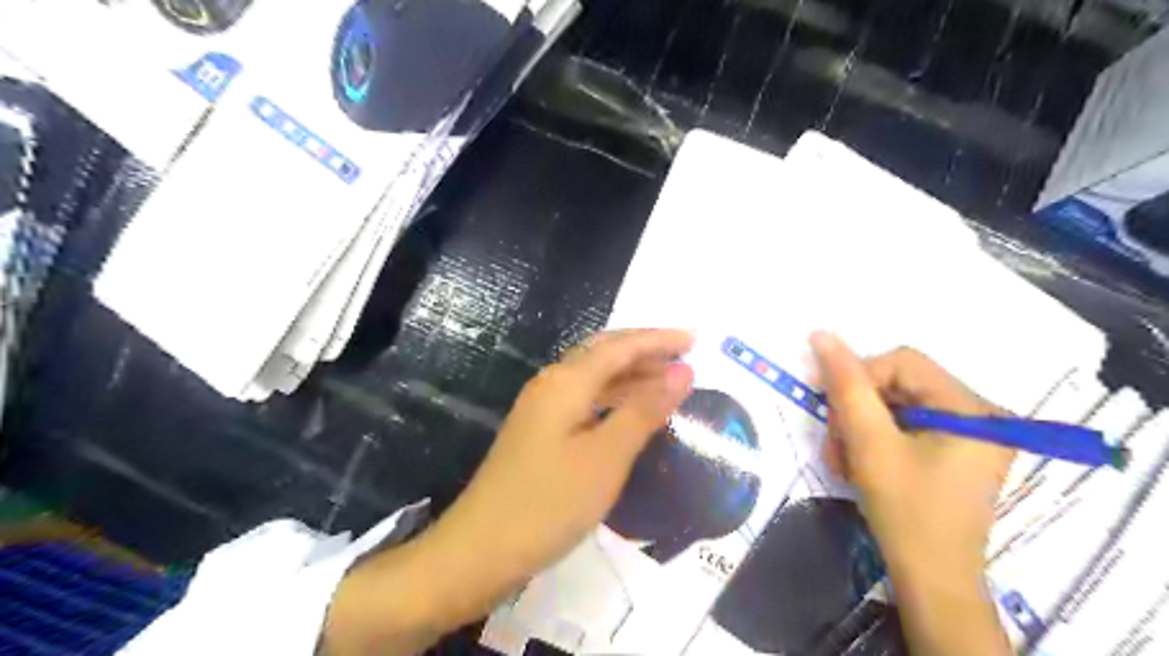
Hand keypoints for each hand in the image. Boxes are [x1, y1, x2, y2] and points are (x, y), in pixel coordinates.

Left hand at [322, 331, 690, 655]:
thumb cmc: (548, 503)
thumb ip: (644, 410)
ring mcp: (543, 410)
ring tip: (669, 382)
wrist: (479, 551)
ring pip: (595, 379)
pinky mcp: (540, 433)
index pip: (620, 346)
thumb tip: (682, 372)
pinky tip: (632, 413)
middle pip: (604, 354)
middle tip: (686, 357)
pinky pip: (586, 402)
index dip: (658, 340)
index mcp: (566, 381)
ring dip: (632, 375)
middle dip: (646, 351)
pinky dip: (615, 400)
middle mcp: (551, 385)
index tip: (696, 340)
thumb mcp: (606, 457)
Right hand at [815, 332, 1014, 655]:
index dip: (859, 378)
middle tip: (837, 444)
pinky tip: (858, 464)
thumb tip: (821, 335)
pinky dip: (873, 441)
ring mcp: (967, 434)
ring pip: (893, 406)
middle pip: (897, 384)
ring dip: (858, 428)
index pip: (901, 362)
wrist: (932, 580)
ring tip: (843, 460)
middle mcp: (977, 414)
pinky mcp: (952, 451)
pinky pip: (902, 427)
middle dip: (856, 410)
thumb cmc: (906, 512)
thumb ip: (846, 386)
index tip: (832, 410)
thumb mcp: (870, 444)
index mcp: (970, 408)